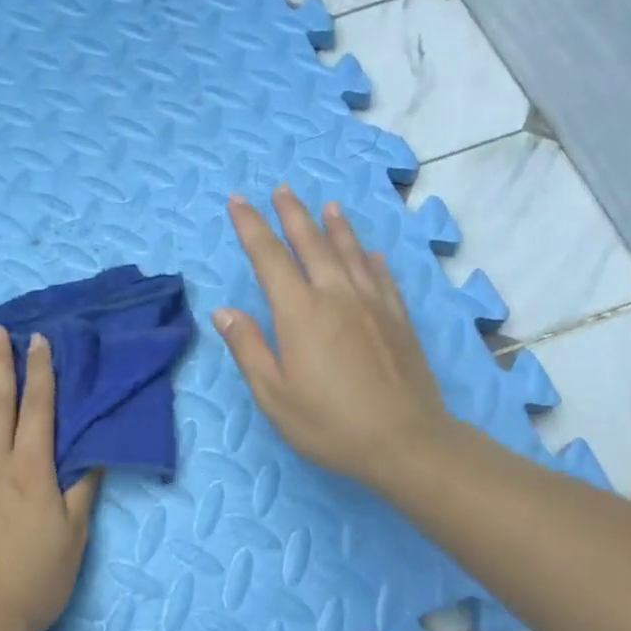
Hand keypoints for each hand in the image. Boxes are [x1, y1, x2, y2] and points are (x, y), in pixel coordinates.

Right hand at [215, 188, 455, 492]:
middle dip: (293, 214)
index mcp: (299, 312)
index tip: (238, 202)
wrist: (405, 440)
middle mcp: (336, 295)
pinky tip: (370, 253)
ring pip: (351, 252)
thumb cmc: (330, 423)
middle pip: (311, 243)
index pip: (269, 257)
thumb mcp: (274, 395)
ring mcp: (372, 303)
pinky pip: (382, 276)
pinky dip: (372, 258)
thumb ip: (249, 349)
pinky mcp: (398, 318)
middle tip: (281, 190)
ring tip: (328, 206)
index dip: (251, 226)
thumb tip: (225, 312)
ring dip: (336, 226)